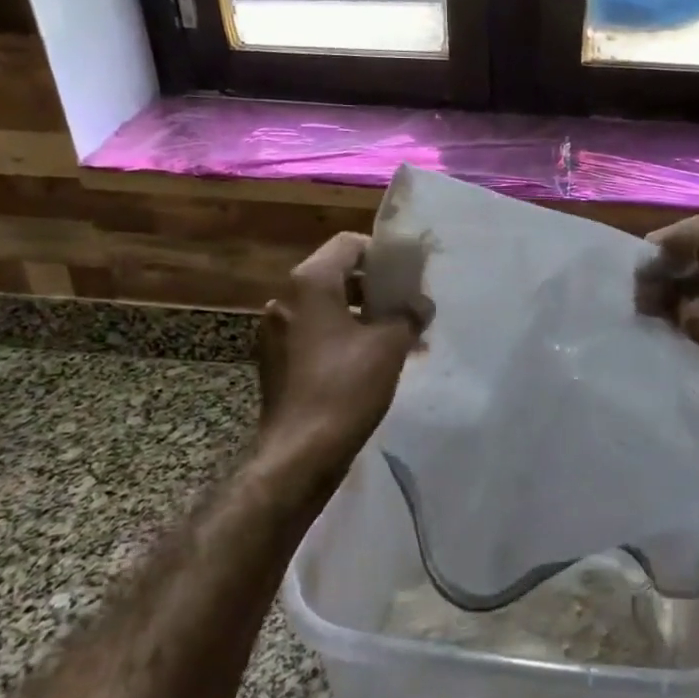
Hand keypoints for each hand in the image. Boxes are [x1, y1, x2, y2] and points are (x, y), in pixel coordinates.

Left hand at [255, 232, 423, 480]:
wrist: (300, 452)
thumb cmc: (346, 388)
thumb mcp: (389, 346)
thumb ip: (409, 315)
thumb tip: (422, 304)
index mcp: (309, 284)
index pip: (348, 245)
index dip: (381, 255)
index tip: (407, 277)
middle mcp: (285, 299)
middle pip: (337, 276)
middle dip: (376, 289)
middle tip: (407, 307)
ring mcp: (276, 331)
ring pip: (327, 308)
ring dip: (362, 316)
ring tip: (397, 338)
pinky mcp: (276, 360)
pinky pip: (315, 334)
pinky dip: (343, 337)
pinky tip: (370, 362)